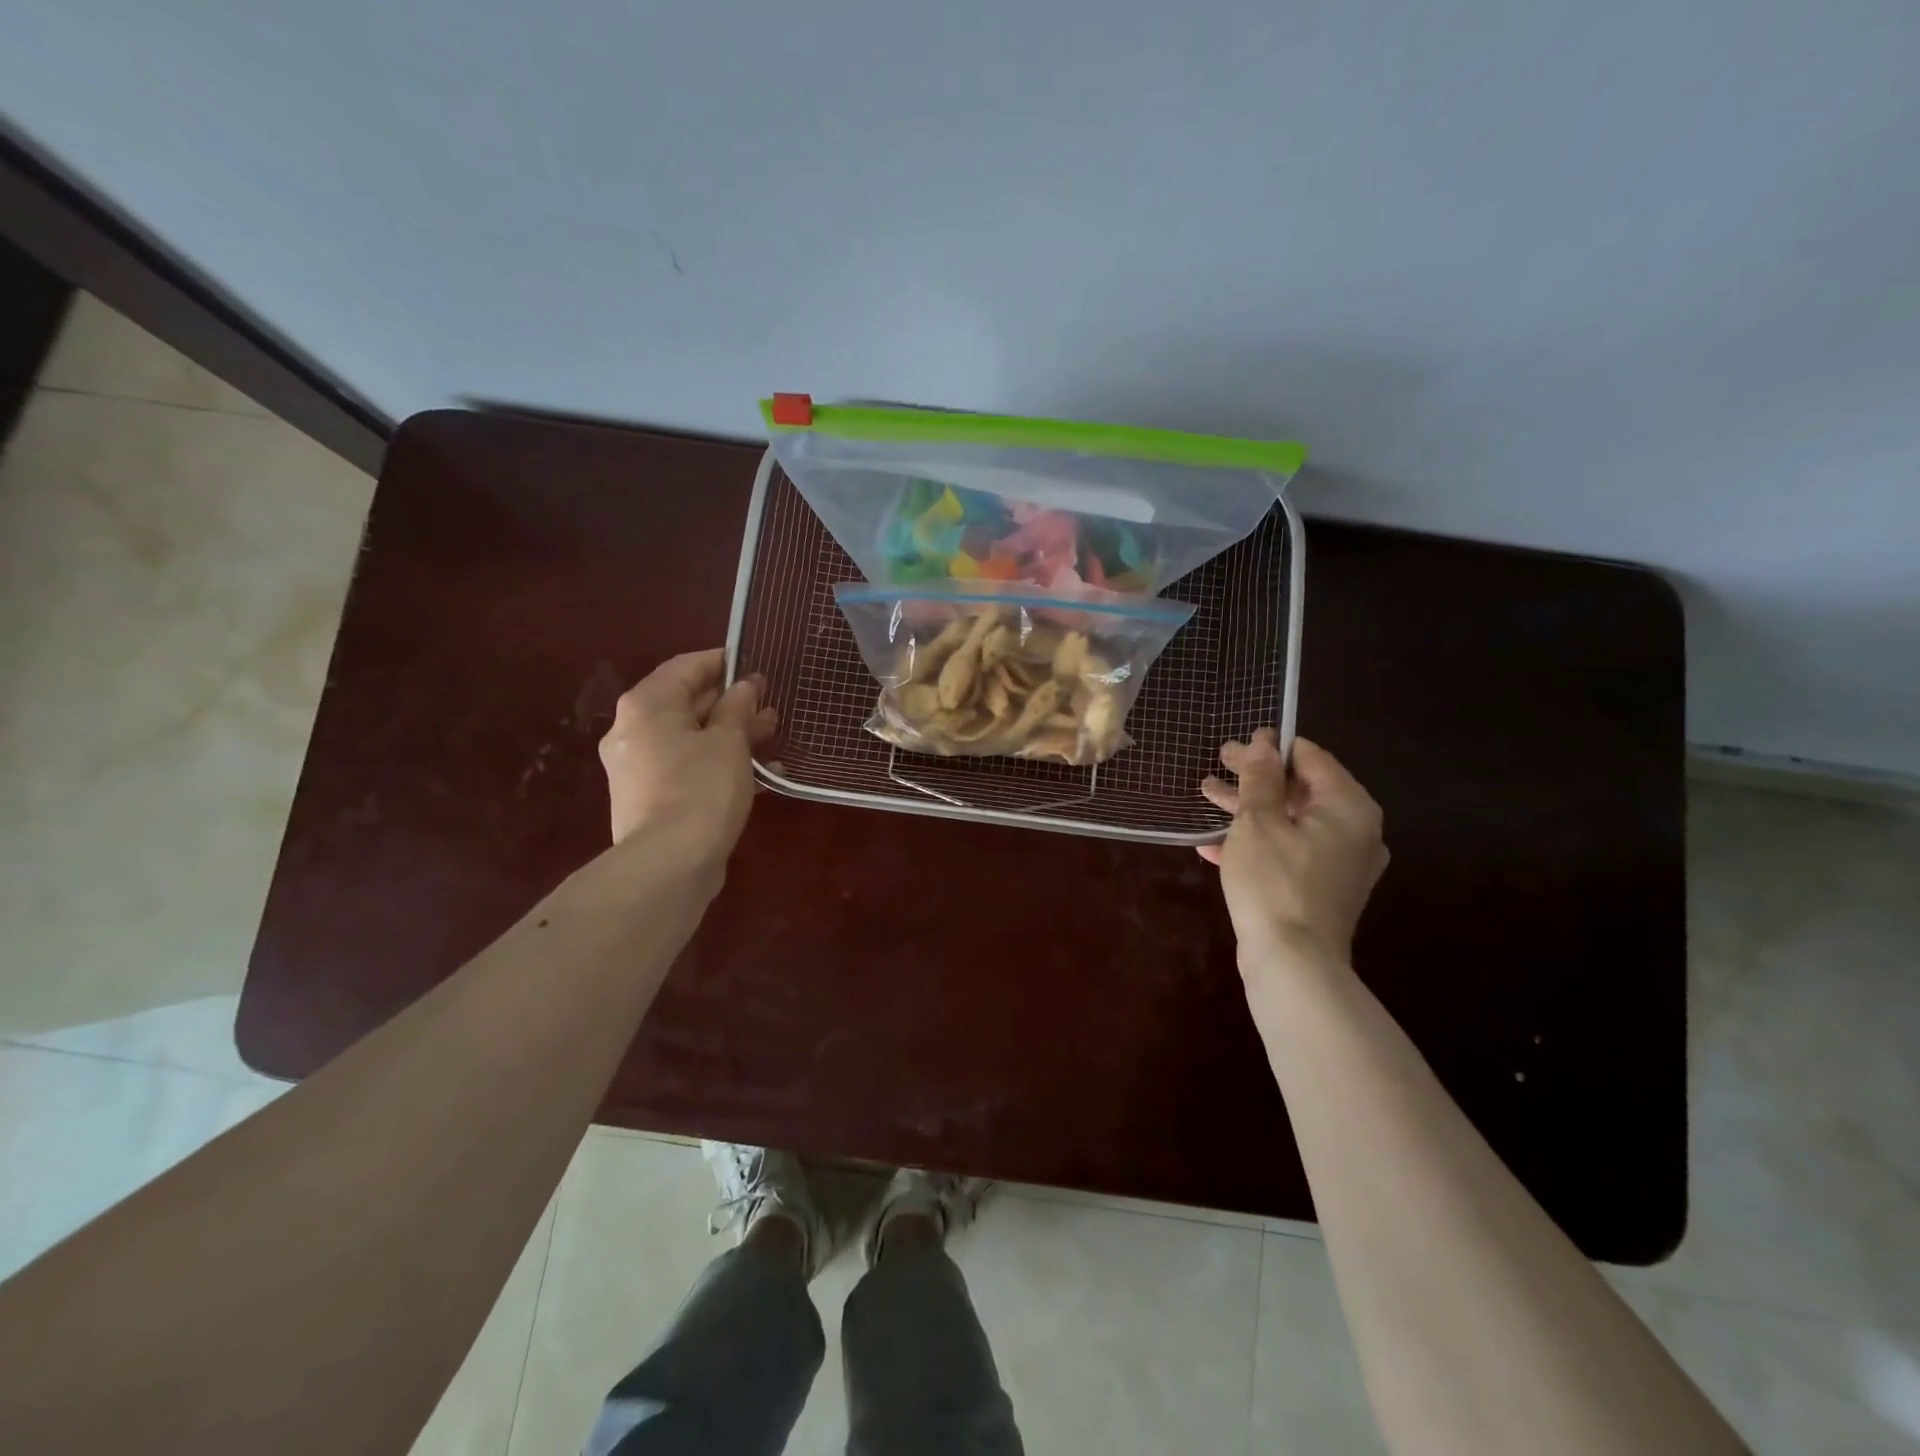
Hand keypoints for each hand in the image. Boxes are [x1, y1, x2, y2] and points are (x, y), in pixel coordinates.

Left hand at [598, 650, 777, 867]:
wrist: (669, 863)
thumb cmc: (701, 788)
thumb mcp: (728, 741)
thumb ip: (738, 708)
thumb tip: (745, 686)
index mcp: (647, 706)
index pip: (685, 667)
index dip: (721, 661)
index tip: (753, 662)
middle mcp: (634, 731)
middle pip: (686, 703)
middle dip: (731, 701)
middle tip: (769, 701)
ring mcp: (640, 767)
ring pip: (691, 737)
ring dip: (731, 733)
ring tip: (773, 732)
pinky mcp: (651, 798)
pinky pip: (689, 767)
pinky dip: (719, 763)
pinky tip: (761, 773)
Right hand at [1198, 731, 1388, 974]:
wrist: (1293, 964)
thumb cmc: (1274, 882)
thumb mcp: (1258, 822)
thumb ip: (1260, 778)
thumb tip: (1263, 741)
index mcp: (1348, 807)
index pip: (1311, 758)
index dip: (1270, 747)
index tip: (1235, 743)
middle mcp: (1355, 830)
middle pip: (1300, 789)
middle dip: (1254, 778)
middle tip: (1216, 764)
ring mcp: (1341, 863)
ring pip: (1291, 821)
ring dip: (1249, 809)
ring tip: (1207, 795)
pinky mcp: (1323, 888)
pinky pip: (1290, 851)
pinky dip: (1258, 842)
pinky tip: (1214, 845)